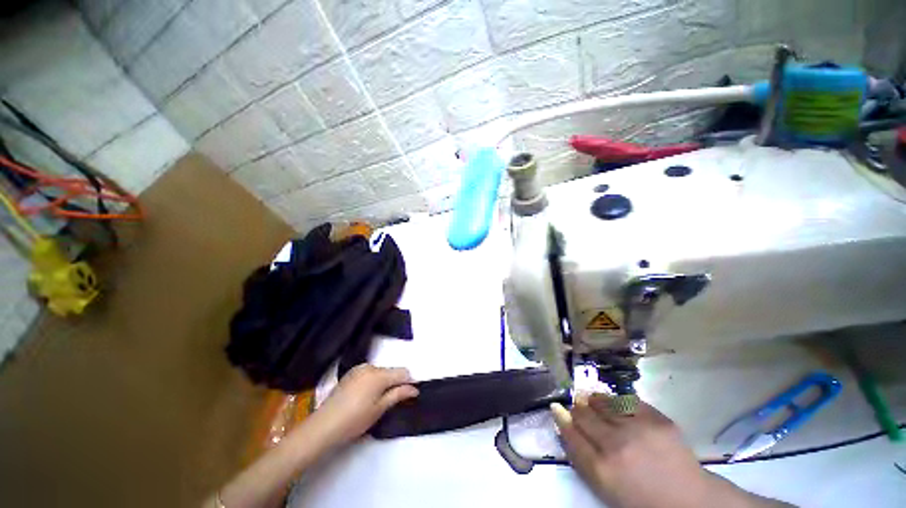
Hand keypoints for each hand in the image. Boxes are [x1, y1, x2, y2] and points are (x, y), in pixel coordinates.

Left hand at [308, 364, 418, 447]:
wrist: (323, 426)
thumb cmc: (355, 420)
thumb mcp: (379, 409)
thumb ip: (398, 394)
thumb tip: (414, 389)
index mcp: (379, 374)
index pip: (402, 372)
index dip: (409, 382)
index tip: (409, 395)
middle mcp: (370, 367)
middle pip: (390, 371)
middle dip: (394, 383)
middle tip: (390, 402)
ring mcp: (358, 369)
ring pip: (379, 372)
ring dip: (383, 382)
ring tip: (376, 401)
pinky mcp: (349, 374)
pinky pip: (368, 374)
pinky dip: (372, 382)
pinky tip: (364, 397)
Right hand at [552, 395, 782, 507]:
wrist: (689, 502)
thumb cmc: (641, 499)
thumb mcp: (605, 486)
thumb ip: (581, 454)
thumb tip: (562, 420)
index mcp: (601, 470)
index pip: (570, 434)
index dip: (561, 419)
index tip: (556, 408)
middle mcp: (616, 446)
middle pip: (584, 416)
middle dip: (576, 409)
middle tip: (576, 406)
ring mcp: (639, 430)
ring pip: (603, 404)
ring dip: (593, 401)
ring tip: (591, 400)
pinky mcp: (658, 420)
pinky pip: (627, 401)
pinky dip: (616, 400)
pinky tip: (613, 403)